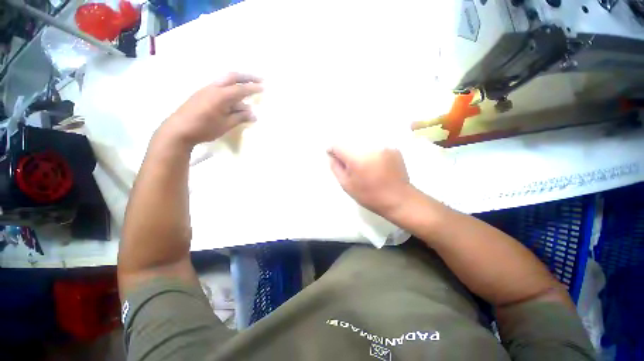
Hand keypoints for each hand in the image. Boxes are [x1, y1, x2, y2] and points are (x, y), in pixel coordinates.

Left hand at [159, 72, 262, 146]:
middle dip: (247, 76)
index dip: (253, 88)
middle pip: (232, 76)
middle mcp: (214, 88)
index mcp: (221, 96)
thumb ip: (240, 117)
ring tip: (248, 87)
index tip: (264, 87)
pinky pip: (219, 86)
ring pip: (225, 80)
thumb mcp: (226, 125)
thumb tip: (253, 115)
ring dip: (238, 81)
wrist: (178, 129)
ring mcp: (206, 89)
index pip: (241, 89)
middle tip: (259, 79)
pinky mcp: (202, 93)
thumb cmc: (204, 128)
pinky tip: (234, 96)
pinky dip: (230, 87)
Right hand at [328, 147, 412, 215]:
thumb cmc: (369, 195)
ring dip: (358, 149)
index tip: (335, 157)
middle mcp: (370, 147)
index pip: (338, 144)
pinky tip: (374, 163)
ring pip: (363, 141)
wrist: (398, 199)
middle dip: (346, 150)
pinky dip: (371, 151)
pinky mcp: (392, 147)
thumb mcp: (347, 185)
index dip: (333, 150)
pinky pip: (375, 144)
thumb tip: (332, 156)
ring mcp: (383, 145)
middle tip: (349, 163)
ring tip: (362, 163)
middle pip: (351, 140)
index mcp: (357, 158)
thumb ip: (336, 168)